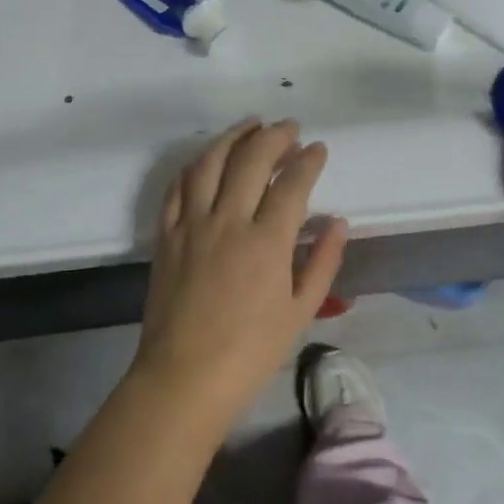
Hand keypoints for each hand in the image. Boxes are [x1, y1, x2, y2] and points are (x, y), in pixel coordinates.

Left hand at [133, 118, 348, 425]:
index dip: (308, 160)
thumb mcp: (301, 312)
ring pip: (210, 163)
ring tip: (251, 125)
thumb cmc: (250, 352)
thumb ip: (323, 262)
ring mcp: (192, 225)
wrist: (183, 378)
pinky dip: (194, 165)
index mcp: (267, 242)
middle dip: (274, 136)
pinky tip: (207, 158)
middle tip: (289, 127)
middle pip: (251, 160)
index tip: (319, 149)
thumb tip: (337, 222)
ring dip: (232, 137)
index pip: (292, 183)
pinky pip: (177, 187)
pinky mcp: (166, 235)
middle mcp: (228, 221)